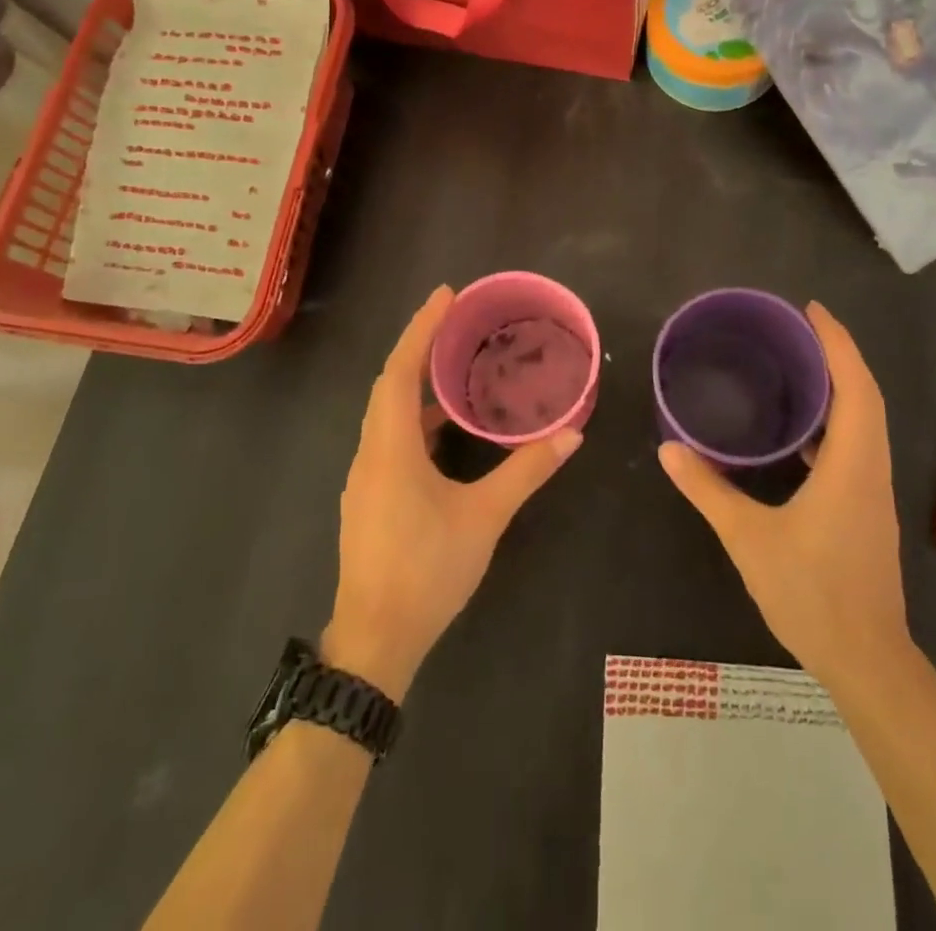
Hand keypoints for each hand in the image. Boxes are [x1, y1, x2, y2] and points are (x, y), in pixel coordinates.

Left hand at [324, 285, 582, 702]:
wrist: (375, 639)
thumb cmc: (428, 570)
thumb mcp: (484, 518)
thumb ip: (526, 471)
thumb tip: (571, 435)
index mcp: (391, 447)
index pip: (400, 371)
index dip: (421, 329)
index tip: (445, 296)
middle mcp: (371, 453)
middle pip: (389, 384)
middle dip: (419, 346)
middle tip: (454, 319)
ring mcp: (365, 477)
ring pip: (386, 412)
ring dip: (415, 382)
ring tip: (453, 364)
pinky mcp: (369, 497)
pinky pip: (389, 437)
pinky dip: (414, 417)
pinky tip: (443, 428)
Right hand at [658, 301, 912, 693]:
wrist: (867, 660)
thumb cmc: (811, 593)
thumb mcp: (748, 538)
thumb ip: (707, 490)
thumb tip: (668, 449)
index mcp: (852, 465)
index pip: (855, 387)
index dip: (837, 343)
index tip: (811, 310)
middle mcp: (871, 468)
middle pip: (866, 396)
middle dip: (837, 354)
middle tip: (797, 328)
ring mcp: (873, 490)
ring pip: (865, 421)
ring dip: (840, 386)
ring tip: (798, 366)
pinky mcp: (867, 509)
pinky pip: (857, 446)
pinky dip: (836, 421)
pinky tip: (800, 433)